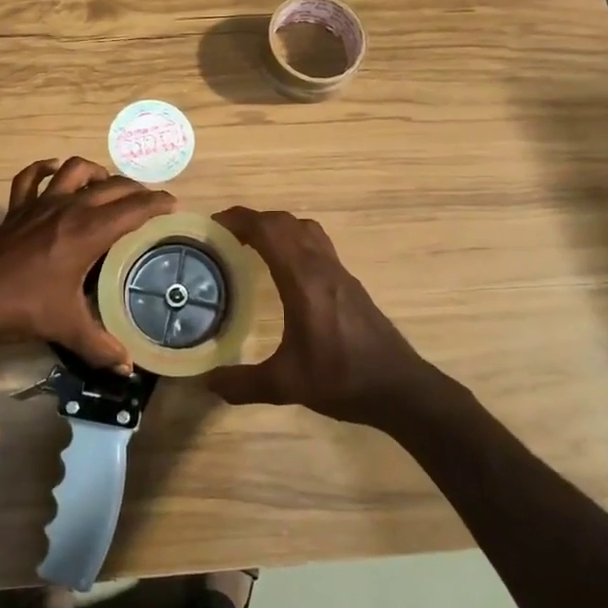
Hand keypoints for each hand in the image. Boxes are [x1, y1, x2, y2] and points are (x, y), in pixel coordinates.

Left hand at [0, 158, 175, 370]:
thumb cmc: (20, 306)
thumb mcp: (65, 327)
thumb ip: (100, 346)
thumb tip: (127, 367)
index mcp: (86, 232)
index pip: (132, 209)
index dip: (156, 204)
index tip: (173, 205)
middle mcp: (68, 209)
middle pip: (110, 186)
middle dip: (134, 189)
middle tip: (149, 202)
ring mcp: (39, 204)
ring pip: (73, 169)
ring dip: (95, 172)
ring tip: (106, 186)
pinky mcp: (16, 209)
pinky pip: (30, 178)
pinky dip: (44, 169)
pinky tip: (54, 172)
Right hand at [205, 207, 438, 426]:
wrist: (399, 388)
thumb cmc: (342, 379)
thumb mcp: (286, 385)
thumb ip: (243, 383)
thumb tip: (208, 383)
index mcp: (303, 280)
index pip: (268, 230)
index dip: (238, 219)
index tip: (213, 225)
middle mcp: (321, 266)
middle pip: (285, 222)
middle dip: (253, 220)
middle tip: (226, 236)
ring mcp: (339, 272)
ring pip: (305, 229)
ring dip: (277, 227)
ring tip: (253, 246)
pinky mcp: (349, 282)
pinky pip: (317, 244)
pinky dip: (294, 241)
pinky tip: (285, 270)